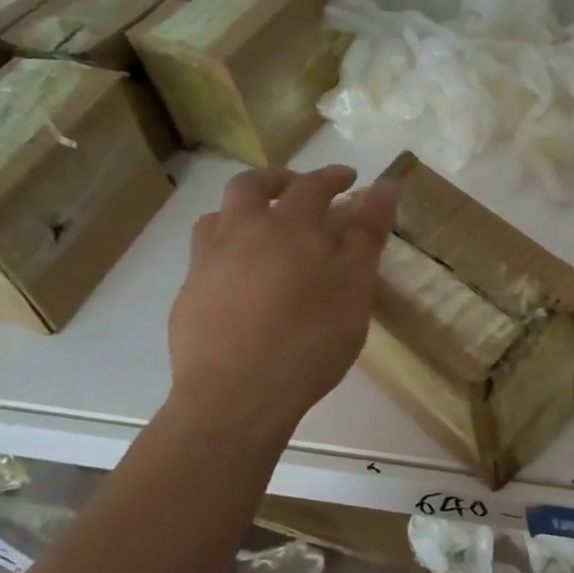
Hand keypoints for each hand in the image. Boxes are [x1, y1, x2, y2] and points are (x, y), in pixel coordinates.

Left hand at [167, 164, 397, 432]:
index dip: (333, 177)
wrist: (237, 395)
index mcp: (287, 225)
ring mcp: (207, 263)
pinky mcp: (188, 296)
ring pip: (219, 218)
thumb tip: (385, 186)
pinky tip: (240, 281)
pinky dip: (227, 252)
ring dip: (243, 212)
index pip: (313, 184)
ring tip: (263, 230)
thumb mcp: (355, 284)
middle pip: (251, 186)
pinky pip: (205, 257)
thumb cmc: (310, 337)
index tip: (350, 179)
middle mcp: (240, 232)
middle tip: (299, 191)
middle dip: (278, 180)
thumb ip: (368, 233)